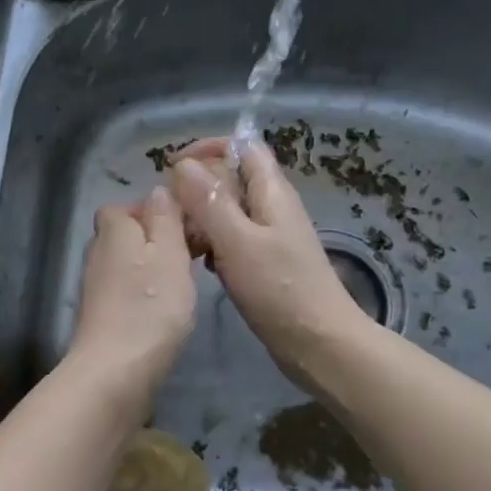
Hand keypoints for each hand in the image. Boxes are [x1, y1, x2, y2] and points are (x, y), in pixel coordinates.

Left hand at [67, 186, 196, 415]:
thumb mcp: (170, 252)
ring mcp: (95, 287)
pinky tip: (164, 313)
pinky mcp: (100, 317)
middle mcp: (97, 253)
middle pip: (126, 235)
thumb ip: (166, 218)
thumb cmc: (150, 305)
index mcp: (114, 230)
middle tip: (189, 257)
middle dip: (155, 241)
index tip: (183, 228)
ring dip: (151, 270)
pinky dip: (142, 296)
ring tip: (182, 286)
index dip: (152, 212)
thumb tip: (158, 190)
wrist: (115, 372)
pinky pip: (125, 292)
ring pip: (127, 265)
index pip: (124, 207)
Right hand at [168, 139, 371, 394]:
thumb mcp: (237, 242)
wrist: (319, 344)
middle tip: (170, 212)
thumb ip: (209, 201)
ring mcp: (270, 235)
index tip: (174, 168)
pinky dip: (212, 243)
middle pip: (231, 177)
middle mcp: (272, 206)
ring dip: (202, 218)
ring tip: (179, 240)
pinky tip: (200, 264)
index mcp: (272, 191)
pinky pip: (232, 238)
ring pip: (228, 211)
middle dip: (197, 187)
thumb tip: (182, 164)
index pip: (242, 146)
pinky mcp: (265, 261)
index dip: (208, 148)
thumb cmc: (279, 289)